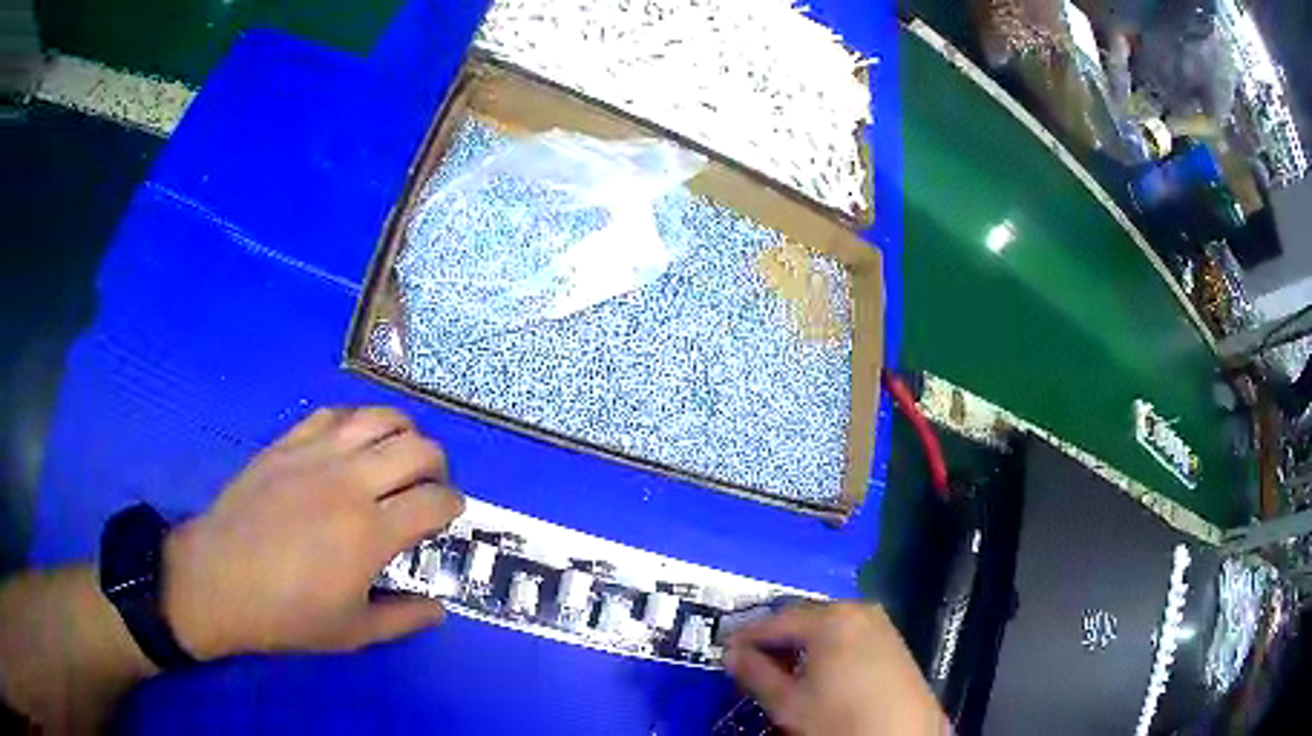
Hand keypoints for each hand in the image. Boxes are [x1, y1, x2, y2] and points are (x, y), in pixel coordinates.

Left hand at [162, 407, 464, 658]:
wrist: (219, 579)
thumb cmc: (287, 614)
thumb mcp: (353, 632)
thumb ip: (404, 619)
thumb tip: (438, 609)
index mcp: (372, 533)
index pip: (436, 501)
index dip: (453, 506)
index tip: (448, 517)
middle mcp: (351, 482)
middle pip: (418, 448)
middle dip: (438, 465)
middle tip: (429, 486)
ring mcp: (316, 454)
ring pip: (379, 418)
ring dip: (402, 433)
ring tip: (397, 456)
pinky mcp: (288, 443)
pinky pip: (334, 414)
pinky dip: (355, 423)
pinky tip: (351, 444)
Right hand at [726, 603, 945, 734]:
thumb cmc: (839, 719)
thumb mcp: (788, 702)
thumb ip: (755, 673)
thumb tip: (732, 654)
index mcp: (830, 619)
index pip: (774, 621)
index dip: (746, 637)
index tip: (725, 650)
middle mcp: (858, 610)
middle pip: (803, 619)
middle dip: (775, 640)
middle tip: (750, 660)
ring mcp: (880, 624)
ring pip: (827, 627)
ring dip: (800, 644)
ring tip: (780, 669)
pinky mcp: (893, 641)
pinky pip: (849, 635)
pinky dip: (826, 648)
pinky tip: (816, 671)